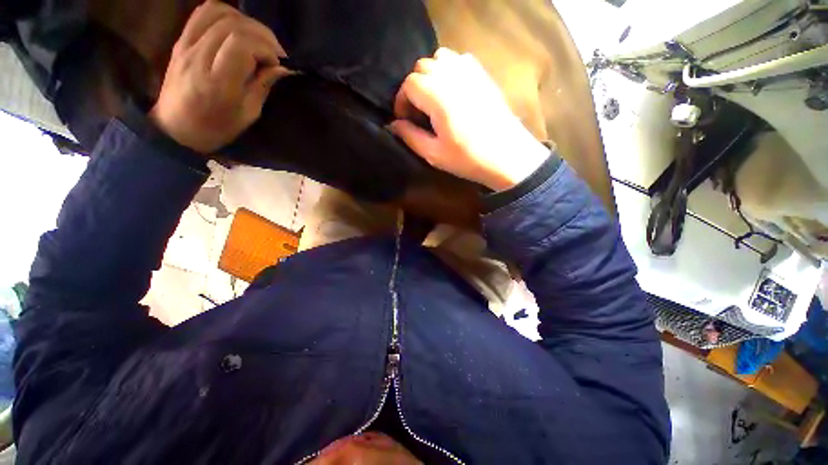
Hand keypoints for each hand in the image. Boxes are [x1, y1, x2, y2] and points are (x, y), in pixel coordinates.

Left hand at [149, 0, 287, 153]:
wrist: (175, 127)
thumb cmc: (217, 127)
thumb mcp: (248, 114)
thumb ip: (263, 86)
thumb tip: (282, 68)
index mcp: (218, 82)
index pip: (242, 44)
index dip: (266, 48)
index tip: (277, 64)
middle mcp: (199, 57)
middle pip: (234, 25)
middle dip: (263, 36)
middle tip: (274, 53)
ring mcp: (186, 44)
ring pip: (220, 12)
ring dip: (246, 22)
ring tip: (257, 40)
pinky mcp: (181, 39)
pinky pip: (204, 12)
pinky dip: (226, 14)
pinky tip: (238, 29)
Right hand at [390, 48, 547, 191]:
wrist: (507, 156)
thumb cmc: (468, 158)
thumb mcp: (434, 154)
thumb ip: (410, 136)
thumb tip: (394, 124)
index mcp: (438, 96)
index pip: (409, 83)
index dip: (402, 101)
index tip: (405, 120)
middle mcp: (453, 76)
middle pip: (422, 67)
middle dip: (414, 88)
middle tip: (418, 112)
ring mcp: (471, 71)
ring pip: (439, 59)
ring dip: (430, 77)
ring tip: (433, 101)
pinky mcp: (483, 74)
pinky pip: (458, 60)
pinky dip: (448, 71)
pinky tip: (451, 92)